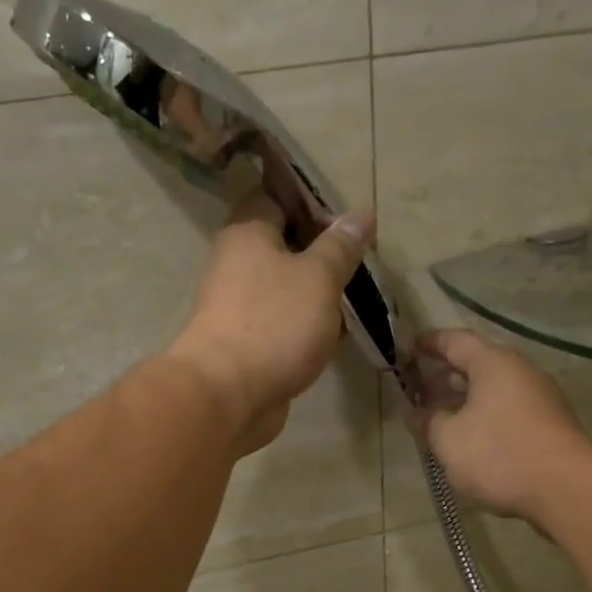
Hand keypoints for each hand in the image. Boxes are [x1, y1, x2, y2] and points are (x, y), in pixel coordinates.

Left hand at [166, 191, 375, 453]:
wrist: (229, 396)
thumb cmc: (274, 324)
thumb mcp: (318, 278)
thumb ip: (341, 247)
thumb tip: (362, 213)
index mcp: (248, 232)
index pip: (276, 195)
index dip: (312, 200)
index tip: (348, 214)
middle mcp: (238, 264)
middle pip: (284, 243)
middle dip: (322, 250)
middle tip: (363, 257)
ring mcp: (241, 306)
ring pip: (287, 287)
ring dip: (319, 292)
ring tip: (360, 294)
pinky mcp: (250, 343)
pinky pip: (284, 322)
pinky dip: (309, 324)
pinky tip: (338, 332)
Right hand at [413, 330, 591, 525]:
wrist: (565, 488)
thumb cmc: (499, 454)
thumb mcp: (449, 440)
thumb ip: (427, 422)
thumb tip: (414, 413)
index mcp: (493, 363)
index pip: (455, 341)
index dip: (428, 344)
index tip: (407, 350)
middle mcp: (519, 372)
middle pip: (476, 366)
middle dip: (444, 378)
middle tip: (418, 393)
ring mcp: (539, 399)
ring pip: (492, 393)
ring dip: (463, 403)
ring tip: (438, 422)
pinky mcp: (548, 427)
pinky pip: (507, 413)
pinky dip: (483, 420)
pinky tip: (468, 443)